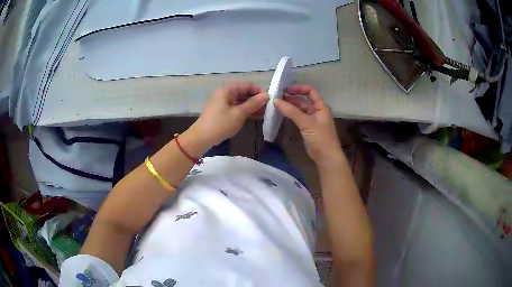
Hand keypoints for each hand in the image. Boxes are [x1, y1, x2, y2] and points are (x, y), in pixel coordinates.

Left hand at [190, 82, 268, 146]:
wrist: (202, 138)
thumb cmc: (221, 124)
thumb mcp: (239, 113)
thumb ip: (253, 103)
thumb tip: (266, 95)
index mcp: (227, 89)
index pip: (247, 85)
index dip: (259, 91)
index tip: (269, 100)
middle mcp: (225, 93)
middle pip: (244, 92)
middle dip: (256, 99)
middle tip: (268, 108)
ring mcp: (224, 102)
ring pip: (242, 100)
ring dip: (252, 106)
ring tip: (264, 113)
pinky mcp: (223, 110)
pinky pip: (237, 107)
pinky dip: (246, 110)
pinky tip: (255, 116)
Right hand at [273, 85, 342, 164]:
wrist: (326, 157)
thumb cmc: (320, 138)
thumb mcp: (306, 123)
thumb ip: (292, 112)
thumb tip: (276, 101)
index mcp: (321, 107)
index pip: (310, 91)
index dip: (299, 88)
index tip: (286, 90)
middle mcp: (317, 111)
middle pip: (303, 101)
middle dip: (291, 98)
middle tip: (277, 97)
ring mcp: (312, 120)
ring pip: (299, 110)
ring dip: (290, 107)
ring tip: (276, 105)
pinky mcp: (307, 129)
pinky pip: (298, 118)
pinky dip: (290, 115)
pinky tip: (281, 114)